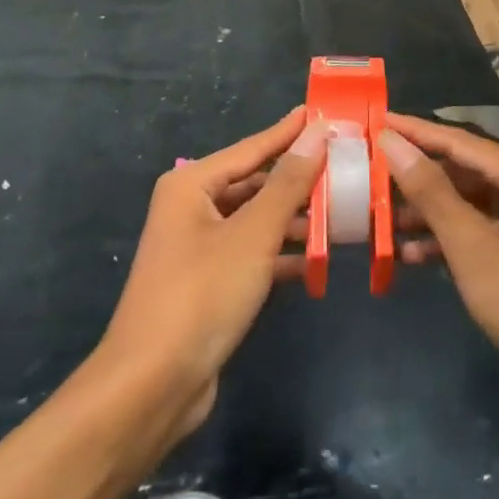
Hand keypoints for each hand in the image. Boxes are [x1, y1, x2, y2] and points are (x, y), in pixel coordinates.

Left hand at [99, 109, 324, 439]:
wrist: (152, 386)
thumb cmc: (202, 294)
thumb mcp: (253, 234)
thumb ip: (288, 182)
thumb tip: (317, 132)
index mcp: (192, 186)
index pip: (252, 148)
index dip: (290, 132)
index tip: (323, 112)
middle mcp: (192, 209)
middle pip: (255, 184)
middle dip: (299, 179)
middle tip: (346, 165)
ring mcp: (199, 248)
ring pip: (257, 221)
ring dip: (297, 219)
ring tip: (344, 211)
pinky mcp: (210, 283)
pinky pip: (253, 254)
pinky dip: (283, 255)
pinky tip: (319, 259)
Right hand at [378, 112, 498, 412]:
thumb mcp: (473, 245)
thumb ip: (431, 192)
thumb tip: (393, 142)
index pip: (457, 140)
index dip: (414, 131)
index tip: (375, 121)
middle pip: (462, 170)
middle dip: (416, 175)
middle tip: (369, 172)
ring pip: (467, 205)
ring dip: (427, 212)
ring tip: (380, 219)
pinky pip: (478, 234)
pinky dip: (447, 241)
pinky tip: (411, 256)